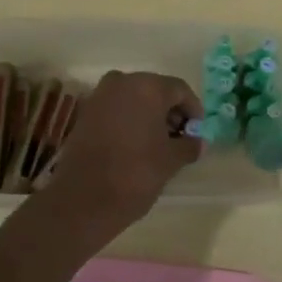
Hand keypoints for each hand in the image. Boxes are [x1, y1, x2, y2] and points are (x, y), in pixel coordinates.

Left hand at [45, 71, 202, 229]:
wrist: (83, 199)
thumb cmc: (135, 173)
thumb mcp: (171, 160)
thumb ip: (189, 146)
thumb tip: (198, 142)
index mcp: (147, 87)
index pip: (180, 90)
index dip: (193, 110)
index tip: (198, 132)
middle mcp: (122, 82)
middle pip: (156, 90)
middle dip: (170, 112)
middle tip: (180, 137)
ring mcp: (100, 96)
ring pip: (134, 99)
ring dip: (149, 116)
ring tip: (160, 144)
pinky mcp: (85, 113)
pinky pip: (116, 109)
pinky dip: (129, 120)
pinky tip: (137, 144)